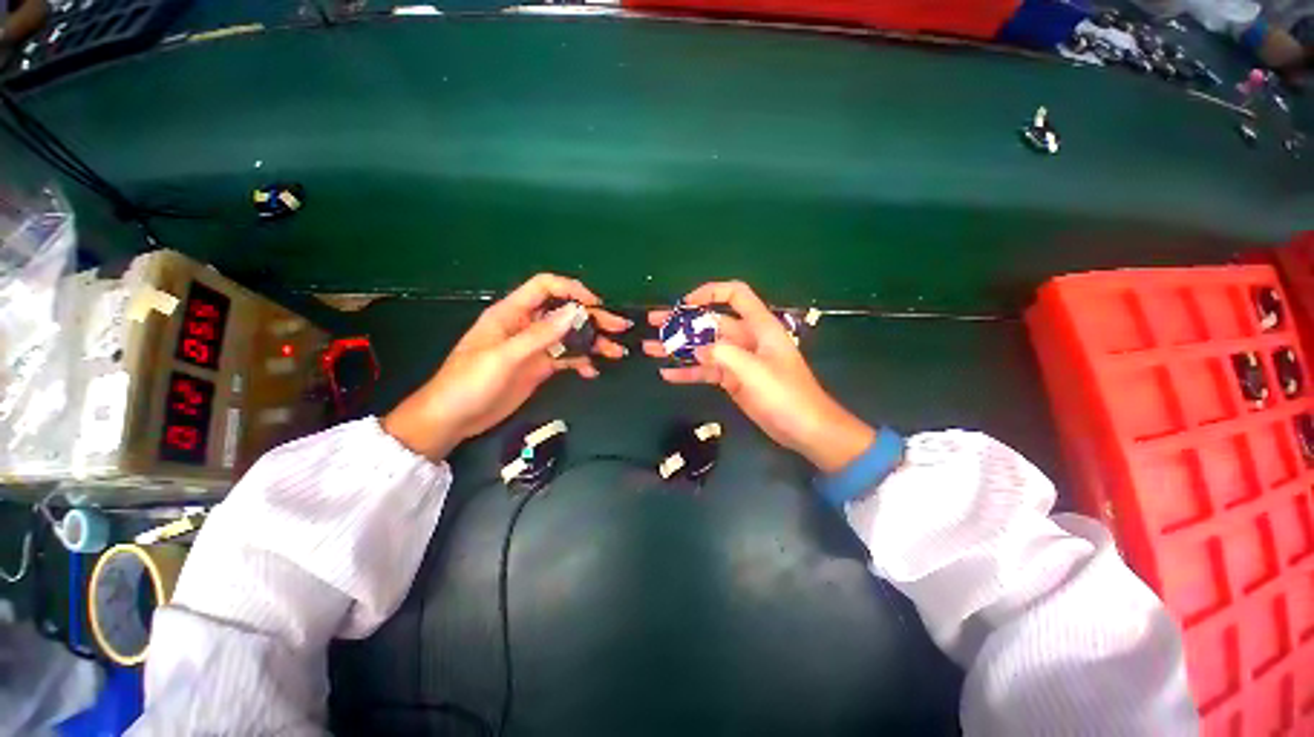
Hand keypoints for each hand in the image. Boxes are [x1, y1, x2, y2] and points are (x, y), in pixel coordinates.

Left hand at [384, 274, 629, 458]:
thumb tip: (576, 312)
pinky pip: (566, 359)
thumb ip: (541, 335)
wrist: (452, 419)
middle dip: (593, 318)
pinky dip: (581, 362)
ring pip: (569, 337)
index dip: (571, 290)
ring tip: (615, 352)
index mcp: (512, 313)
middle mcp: (526, 326)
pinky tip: (592, 371)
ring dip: (592, 342)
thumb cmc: (470, 382)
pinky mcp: (539, 368)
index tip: (595, 305)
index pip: (545, 287)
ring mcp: (534, 348)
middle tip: (620, 328)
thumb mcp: (505, 357)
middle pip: (564, 313)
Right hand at [643, 281, 873, 473]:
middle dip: (682, 322)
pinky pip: (707, 371)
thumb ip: (722, 354)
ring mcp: (738, 360)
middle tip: (654, 323)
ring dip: (679, 348)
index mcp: (759, 326)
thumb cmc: (785, 395)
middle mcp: (746, 338)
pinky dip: (689, 372)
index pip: (735, 295)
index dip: (710, 292)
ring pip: (704, 348)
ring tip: (650, 348)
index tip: (685, 304)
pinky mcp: (733, 380)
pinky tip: (667, 375)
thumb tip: (696, 349)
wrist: (804, 429)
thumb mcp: (754, 370)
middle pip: (710, 323)